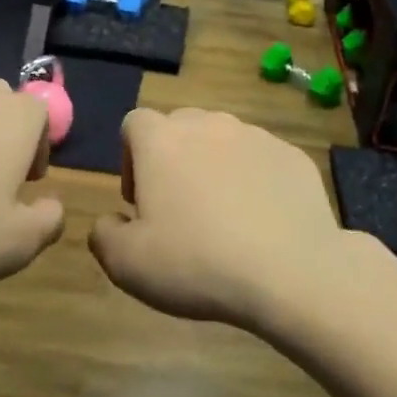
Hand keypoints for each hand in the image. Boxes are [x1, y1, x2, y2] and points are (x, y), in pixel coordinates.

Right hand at [90, 107, 347, 332]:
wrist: (290, 273)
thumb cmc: (196, 263)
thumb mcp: (127, 264)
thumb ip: (104, 235)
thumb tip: (110, 221)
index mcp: (161, 141)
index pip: (134, 123)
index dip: (130, 158)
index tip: (140, 201)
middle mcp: (208, 125)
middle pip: (180, 127)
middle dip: (173, 159)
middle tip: (178, 208)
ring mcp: (256, 136)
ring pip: (223, 140)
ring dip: (214, 167)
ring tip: (224, 216)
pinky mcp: (293, 156)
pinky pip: (262, 159)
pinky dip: (254, 179)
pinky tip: (261, 221)